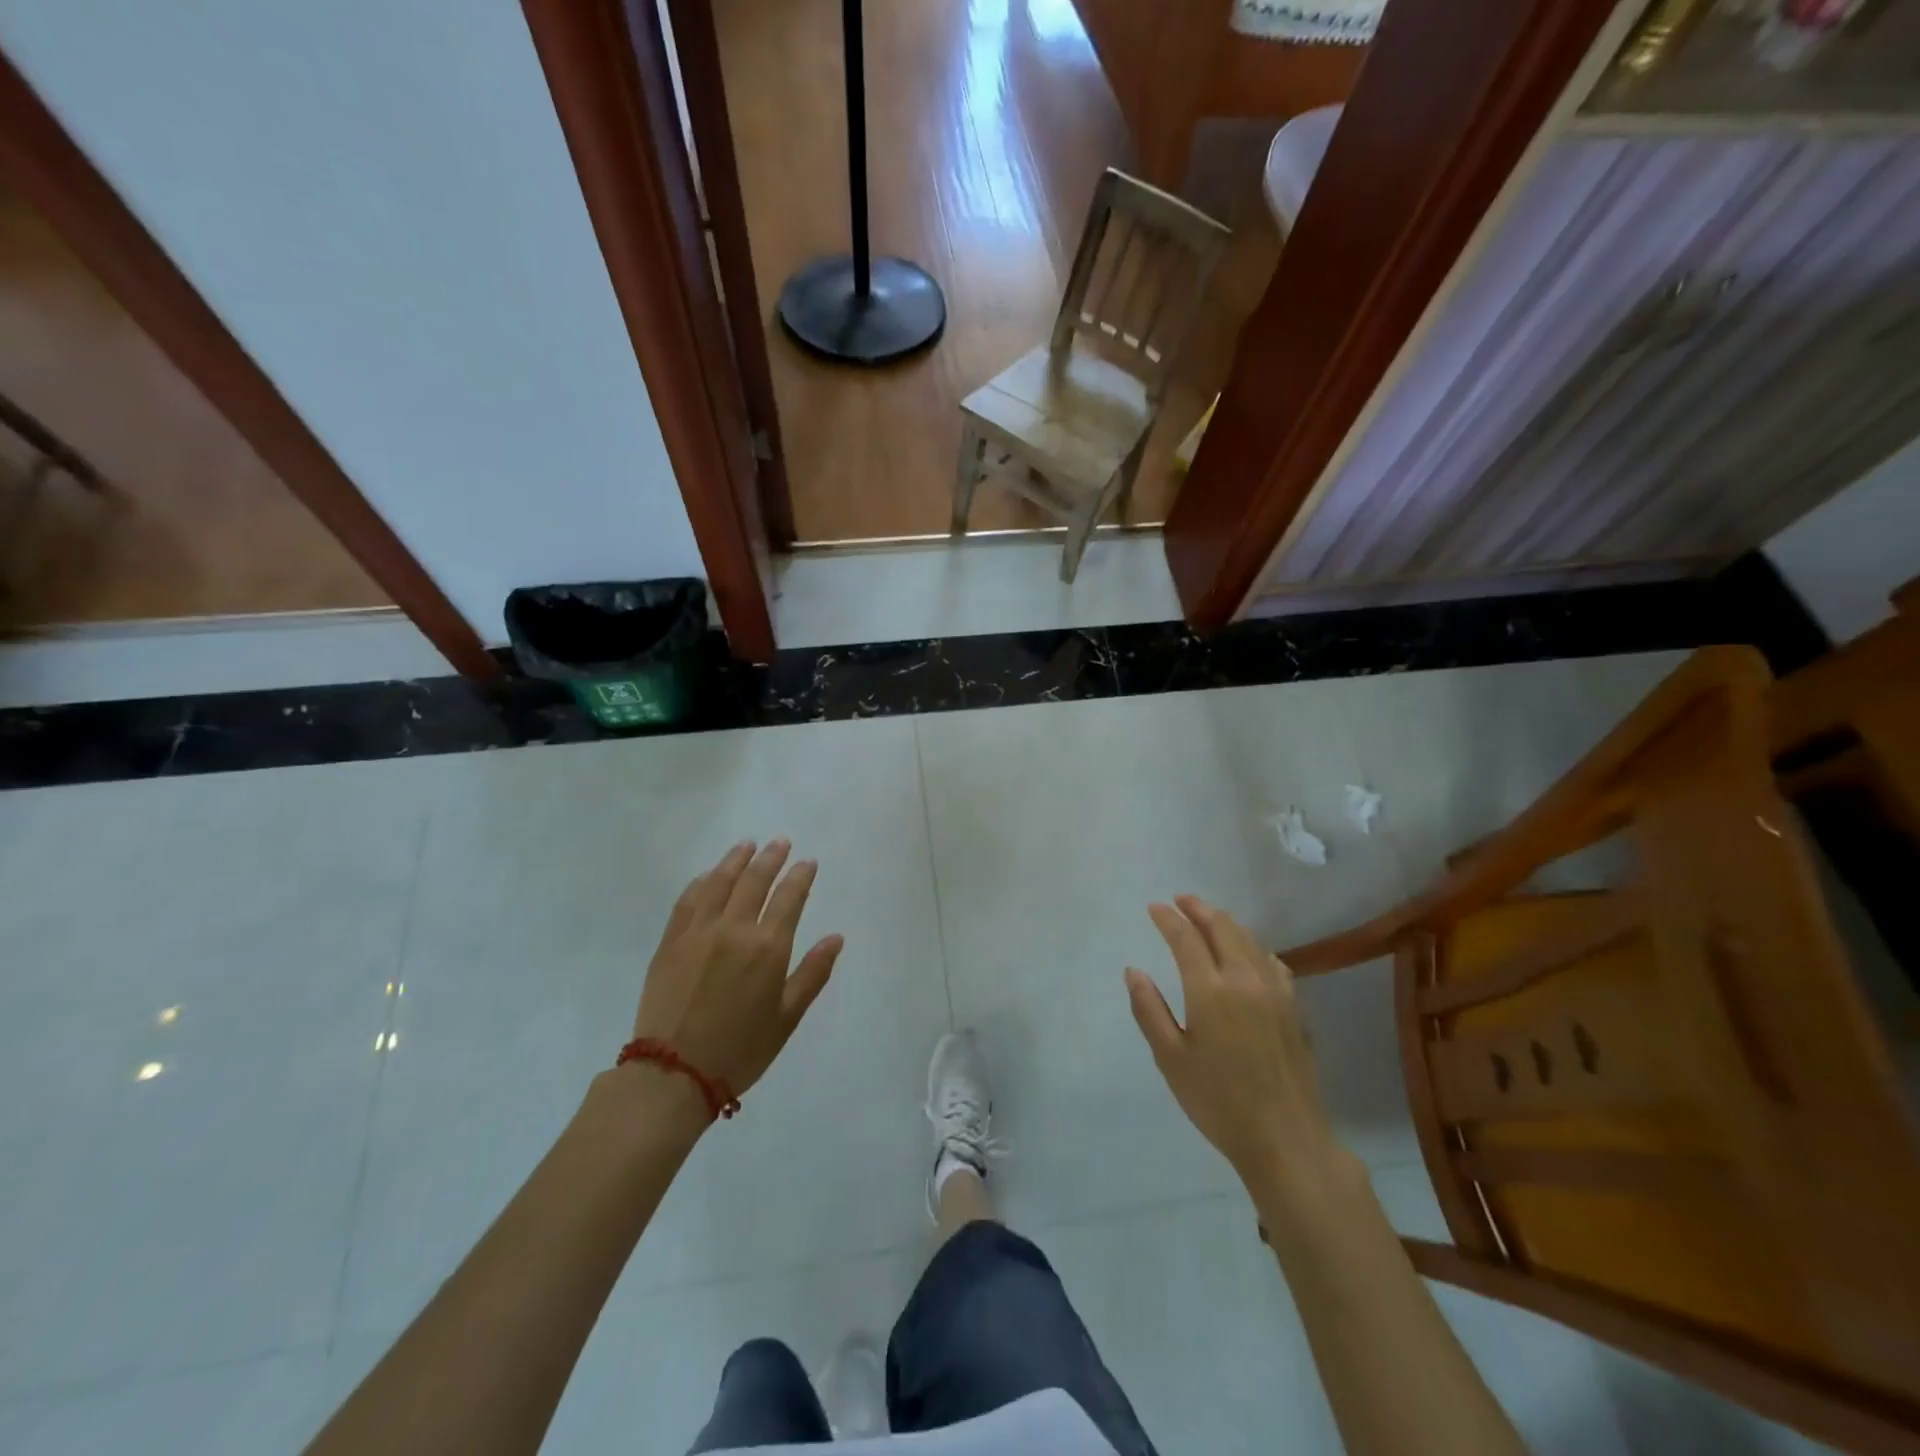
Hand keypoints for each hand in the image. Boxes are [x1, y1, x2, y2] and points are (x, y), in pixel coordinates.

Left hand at [632, 840, 844, 1102]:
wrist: (673, 1073)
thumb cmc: (741, 1049)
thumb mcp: (787, 1017)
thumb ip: (813, 973)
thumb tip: (836, 937)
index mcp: (768, 947)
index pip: (789, 897)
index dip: (800, 876)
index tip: (807, 862)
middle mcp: (734, 928)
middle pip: (755, 880)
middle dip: (771, 858)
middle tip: (780, 843)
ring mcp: (698, 931)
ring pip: (720, 881)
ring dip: (736, 859)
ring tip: (747, 845)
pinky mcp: (671, 941)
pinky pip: (688, 899)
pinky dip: (702, 881)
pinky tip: (709, 876)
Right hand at [1126, 895, 1346, 1198]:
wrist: (1286, 1138)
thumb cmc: (1218, 1101)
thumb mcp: (1171, 1058)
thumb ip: (1149, 1009)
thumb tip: (1133, 971)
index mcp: (1210, 990)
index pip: (1185, 938)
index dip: (1168, 918)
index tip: (1153, 907)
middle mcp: (1245, 979)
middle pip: (1222, 927)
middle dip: (1198, 908)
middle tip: (1180, 900)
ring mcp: (1275, 991)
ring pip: (1249, 939)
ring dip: (1225, 923)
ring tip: (1208, 918)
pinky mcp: (1294, 1008)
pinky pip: (1272, 961)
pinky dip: (1253, 947)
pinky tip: (1249, 954)